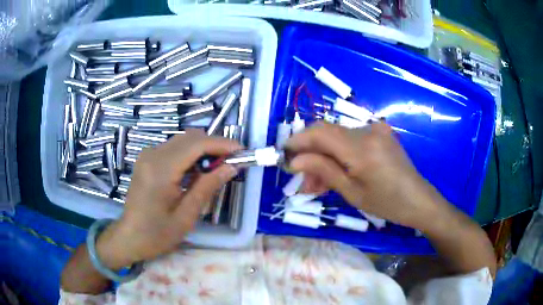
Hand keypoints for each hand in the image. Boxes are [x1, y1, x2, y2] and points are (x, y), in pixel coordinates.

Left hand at [96, 130, 240, 268]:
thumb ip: (207, 187)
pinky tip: (197, 171)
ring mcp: (148, 154)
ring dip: (203, 149)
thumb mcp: (186, 216)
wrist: (129, 236)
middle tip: (231, 162)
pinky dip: (190, 154)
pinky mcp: (147, 158)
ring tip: (217, 168)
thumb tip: (231, 167)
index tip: (241, 151)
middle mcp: (153, 154)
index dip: (221, 144)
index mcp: (161, 169)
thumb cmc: (157, 234)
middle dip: (214, 145)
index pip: (196, 144)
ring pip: (183, 140)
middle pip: (190, 137)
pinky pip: (174, 148)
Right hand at [285, 122, 448, 229]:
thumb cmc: (387, 203)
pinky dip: (339, 154)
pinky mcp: (379, 133)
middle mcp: (367, 131)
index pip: (320, 132)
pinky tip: (335, 172)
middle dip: (310, 153)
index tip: (284, 155)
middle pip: (327, 132)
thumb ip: (323, 171)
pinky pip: (351, 139)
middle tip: (302, 177)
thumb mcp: (352, 192)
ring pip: (337, 137)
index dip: (298, 140)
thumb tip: (294, 161)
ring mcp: (375, 129)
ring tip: (316, 183)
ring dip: (324, 156)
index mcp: (362, 148)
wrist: (418, 199)